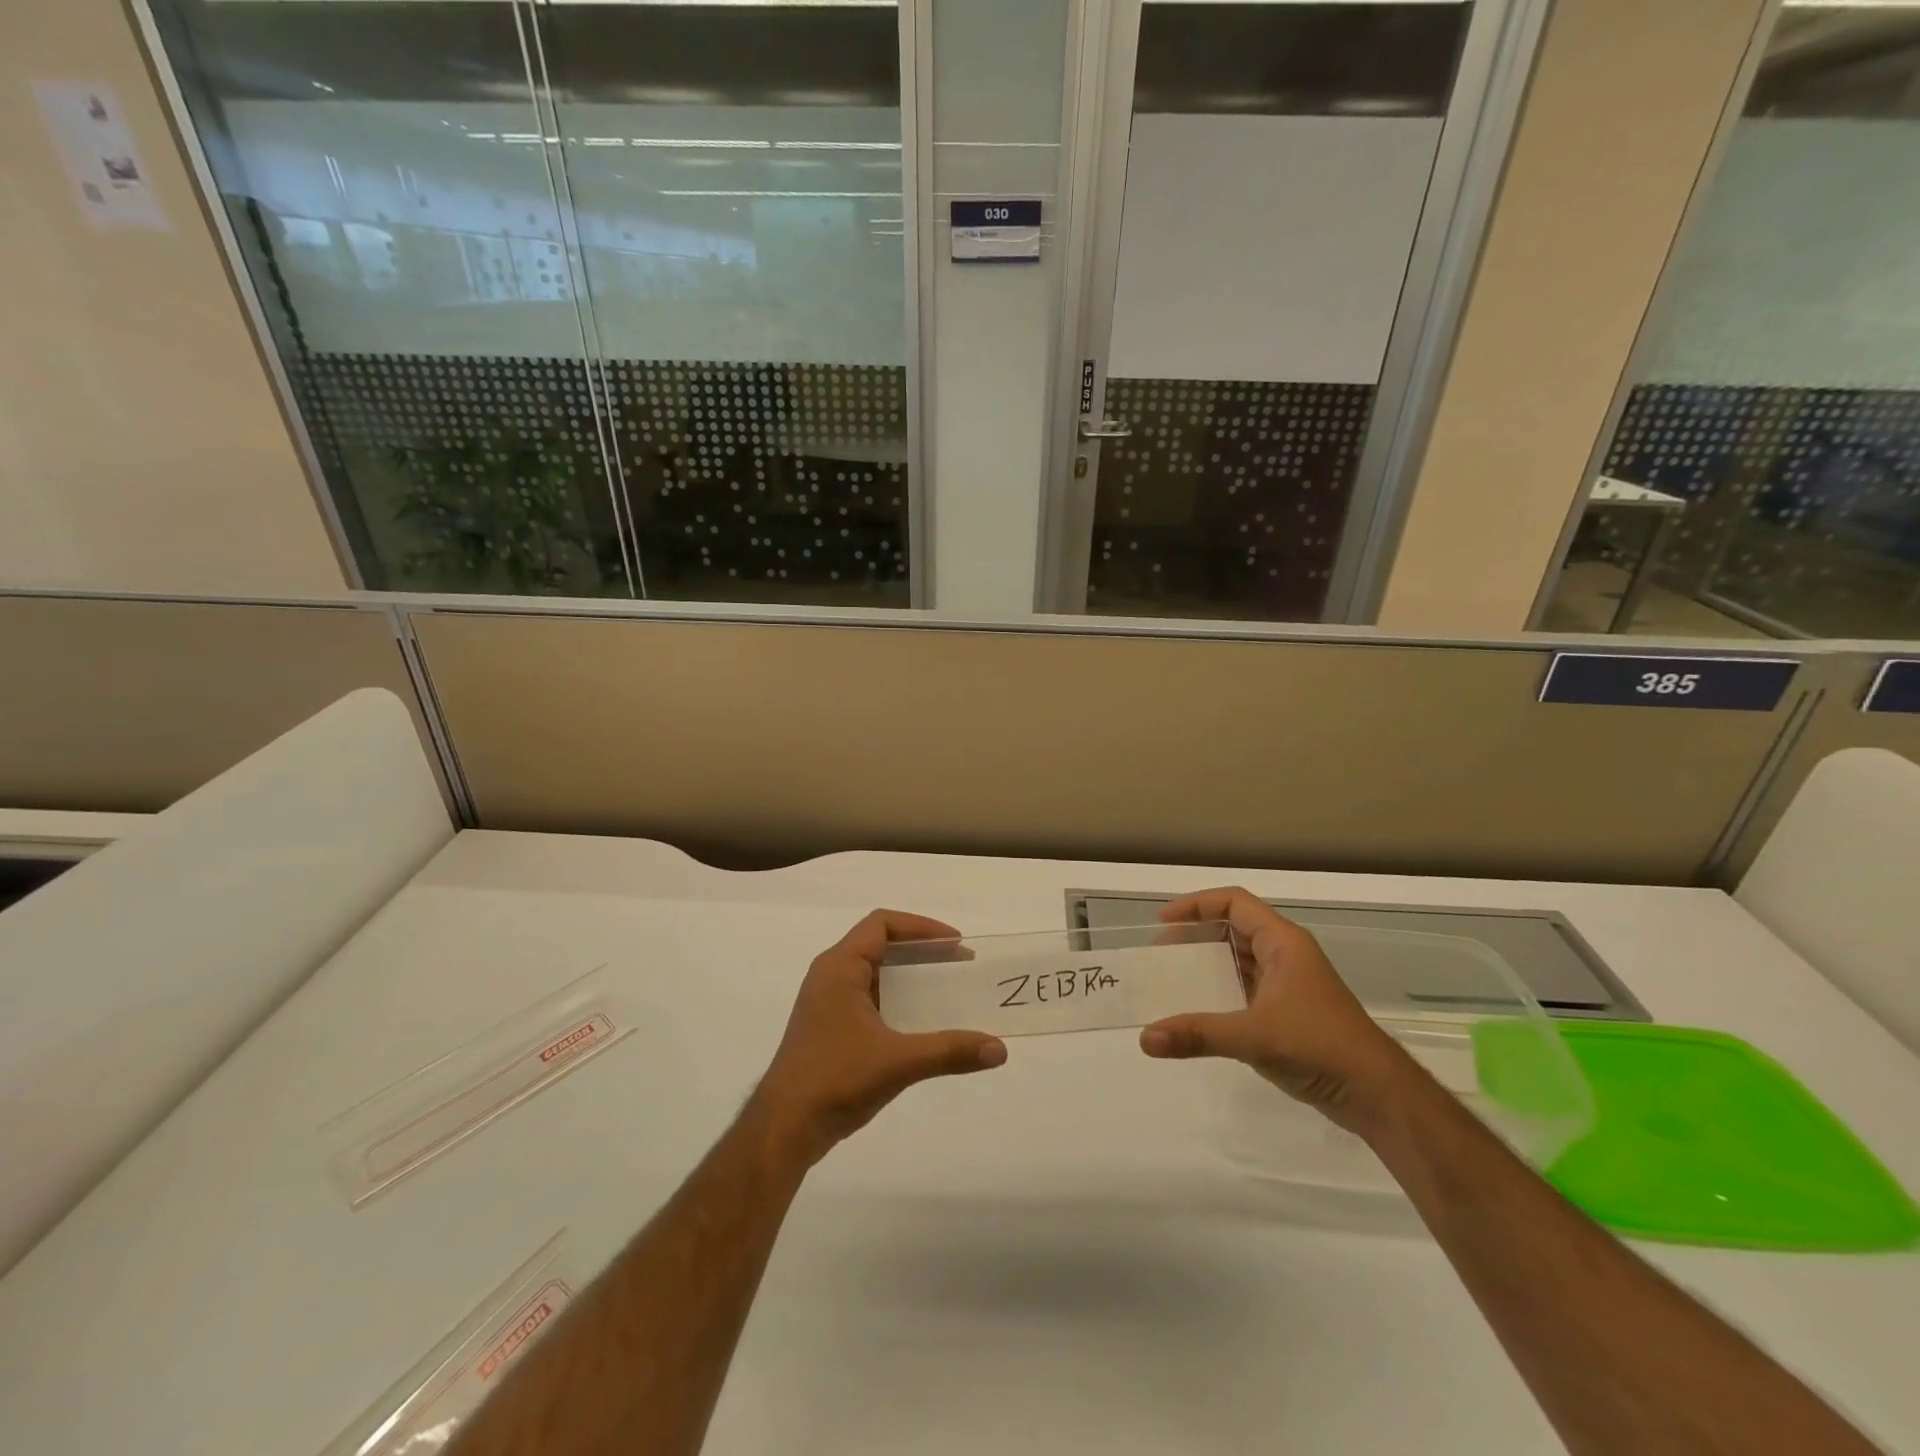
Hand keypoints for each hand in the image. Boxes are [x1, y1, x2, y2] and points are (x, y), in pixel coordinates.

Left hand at [750, 910, 1006, 1167]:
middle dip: (921, 951)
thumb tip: (1000, 1050)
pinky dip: (897, 999)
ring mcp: (828, 1003)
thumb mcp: (897, 1062)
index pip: (882, 924)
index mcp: (840, 967)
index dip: (920, 927)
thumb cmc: (835, 1079)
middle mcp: (831, 976)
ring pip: (875, 973)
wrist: (783, 1129)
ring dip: (909, 976)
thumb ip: (949, 1051)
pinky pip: (870, 997)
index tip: (955, 943)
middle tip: (959, 964)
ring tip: (946, 988)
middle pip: (880, 944)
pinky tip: (920, 1022)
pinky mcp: (830, 1028)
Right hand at [1140, 888, 1409, 1131]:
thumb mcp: (1254, 1036)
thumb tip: (1145, 1039)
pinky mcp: (1290, 1013)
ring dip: (1209, 963)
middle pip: (1235, 927)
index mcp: (1283, 942)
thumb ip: (1198, 1034)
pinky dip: (1222, 991)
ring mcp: (1290, 985)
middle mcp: (1286, 956)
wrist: (1378, 1095)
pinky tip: (1202, 1010)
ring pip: (1242, 960)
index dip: (1197, 905)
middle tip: (1163, 951)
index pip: (1234, 903)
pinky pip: (1247, 988)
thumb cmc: (1320, 1046)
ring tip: (1175, 977)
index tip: (1164, 922)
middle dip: (1198, 934)